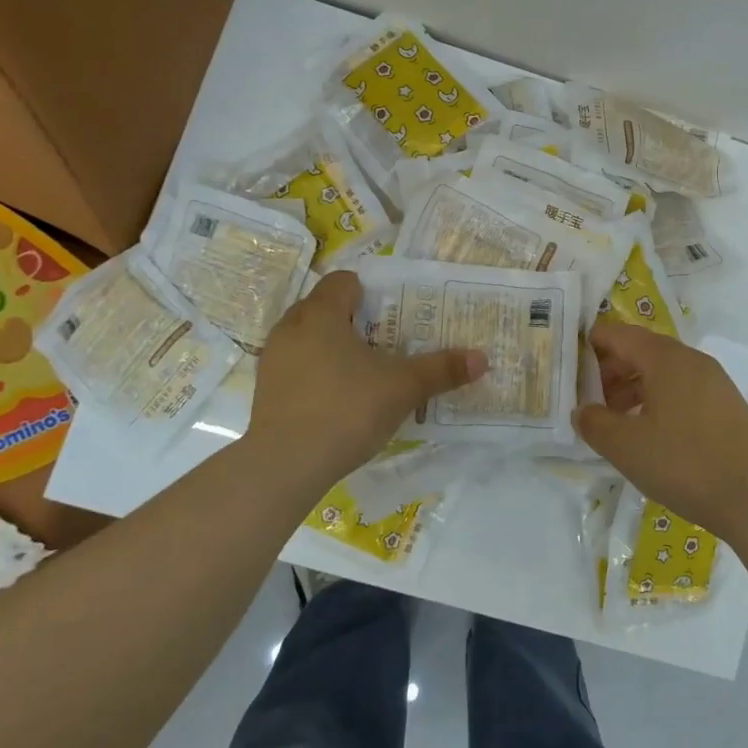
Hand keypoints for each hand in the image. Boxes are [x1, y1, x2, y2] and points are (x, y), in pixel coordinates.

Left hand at [246, 271, 484, 499]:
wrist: (285, 466)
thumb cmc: (346, 409)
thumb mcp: (403, 388)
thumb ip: (441, 370)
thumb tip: (482, 358)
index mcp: (321, 314)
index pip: (344, 281)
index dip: (371, 291)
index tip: (395, 313)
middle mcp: (291, 328)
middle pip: (326, 308)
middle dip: (356, 320)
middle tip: (388, 341)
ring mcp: (274, 360)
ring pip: (309, 338)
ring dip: (335, 347)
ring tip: (366, 371)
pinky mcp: (266, 391)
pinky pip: (298, 366)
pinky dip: (318, 373)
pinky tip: (340, 399)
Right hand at [572, 321, 747, 539]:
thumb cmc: (686, 464)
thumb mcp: (627, 447)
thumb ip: (594, 423)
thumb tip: (581, 410)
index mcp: (664, 358)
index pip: (616, 334)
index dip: (586, 346)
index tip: (564, 369)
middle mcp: (690, 359)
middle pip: (639, 350)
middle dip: (607, 371)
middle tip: (585, 401)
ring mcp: (712, 381)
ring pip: (660, 372)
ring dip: (630, 389)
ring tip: (612, 422)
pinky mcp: (725, 405)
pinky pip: (680, 389)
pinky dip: (655, 401)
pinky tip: (647, 434)